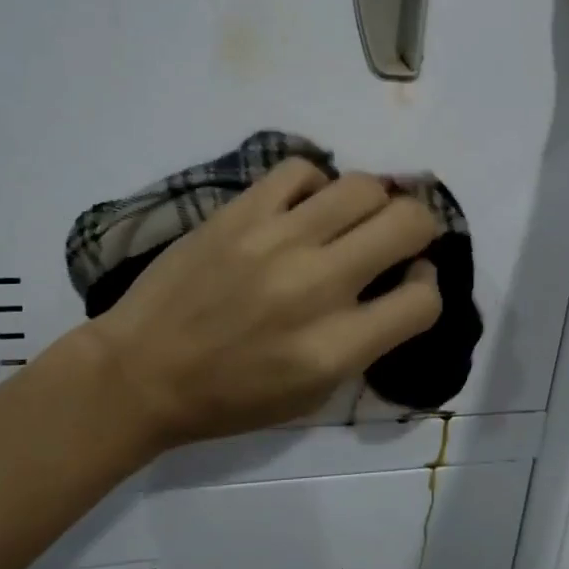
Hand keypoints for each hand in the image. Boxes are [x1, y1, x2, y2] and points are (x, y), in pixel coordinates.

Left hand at [77, 159, 442, 448]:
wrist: (140, 372)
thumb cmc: (230, 398)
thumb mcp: (312, 395)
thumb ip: (366, 342)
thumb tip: (402, 283)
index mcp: (334, 348)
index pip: (423, 300)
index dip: (428, 286)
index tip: (410, 281)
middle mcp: (315, 287)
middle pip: (408, 223)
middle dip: (419, 226)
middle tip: (400, 237)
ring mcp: (275, 241)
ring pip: (363, 186)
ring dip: (375, 200)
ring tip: (354, 216)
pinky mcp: (239, 213)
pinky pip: (301, 170)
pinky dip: (316, 183)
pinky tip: (306, 205)